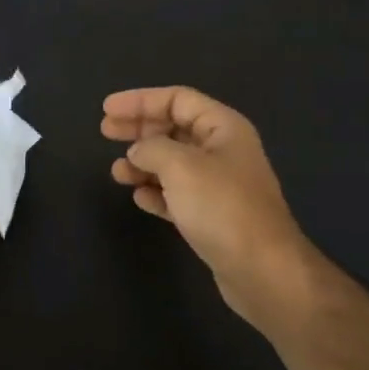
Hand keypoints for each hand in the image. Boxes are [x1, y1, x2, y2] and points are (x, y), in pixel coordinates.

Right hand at [102, 87, 317, 335]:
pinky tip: (139, 198)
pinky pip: (178, 195)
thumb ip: (152, 149)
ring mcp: (220, 185)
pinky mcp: (214, 217)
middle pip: (174, 128)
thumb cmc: (222, 207)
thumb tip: (138, 152)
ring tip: (117, 173)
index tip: (107, 109)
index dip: (140, 100)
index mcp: (223, 128)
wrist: (262, 270)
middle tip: (106, 132)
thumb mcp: (181, 166)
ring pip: (173, 163)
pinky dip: (157, 192)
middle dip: (139, 129)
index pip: (177, 99)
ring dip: (144, 164)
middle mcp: (223, 151)